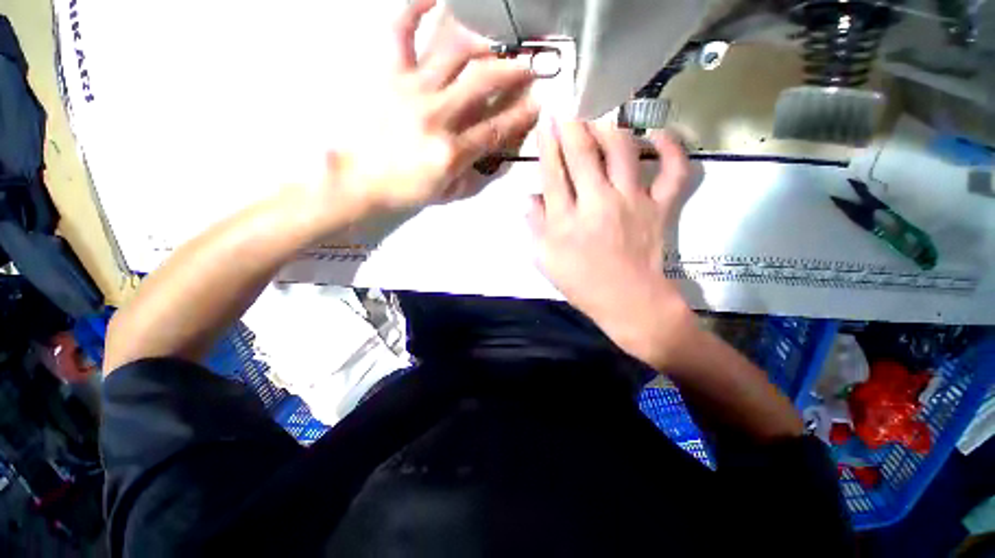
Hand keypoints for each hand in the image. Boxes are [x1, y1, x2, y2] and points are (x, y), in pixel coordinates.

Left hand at [307, 0, 537, 227]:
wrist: (363, 180)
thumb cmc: (410, 190)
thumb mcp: (452, 193)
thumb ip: (480, 175)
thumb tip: (503, 153)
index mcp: (451, 152)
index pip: (497, 128)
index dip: (522, 116)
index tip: (537, 105)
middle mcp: (436, 115)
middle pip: (482, 82)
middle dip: (513, 74)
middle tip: (527, 71)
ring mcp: (411, 89)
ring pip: (453, 51)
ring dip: (482, 44)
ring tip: (495, 49)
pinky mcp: (389, 74)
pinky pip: (400, 30)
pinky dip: (415, 7)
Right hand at [529, 120, 694, 366]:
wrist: (629, 302)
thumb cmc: (582, 284)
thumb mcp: (545, 261)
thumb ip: (534, 227)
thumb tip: (529, 198)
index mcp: (566, 220)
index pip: (552, 172)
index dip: (548, 143)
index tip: (546, 120)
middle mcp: (597, 203)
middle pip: (583, 153)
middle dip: (573, 124)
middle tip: (569, 107)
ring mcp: (633, 202)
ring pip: (622, 150)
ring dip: (609, 127)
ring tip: (601, 116)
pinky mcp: (660, 207)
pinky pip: (673, 170)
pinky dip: (671, 147)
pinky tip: (657, 133)